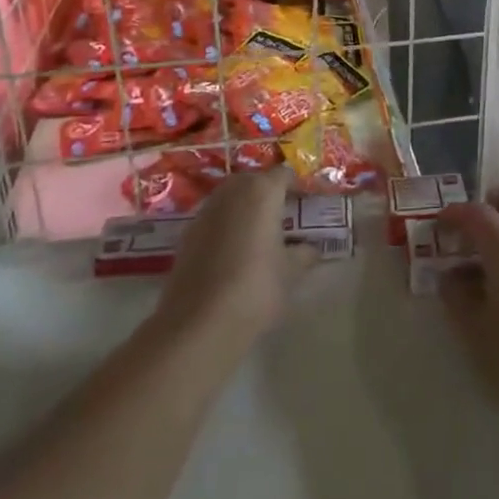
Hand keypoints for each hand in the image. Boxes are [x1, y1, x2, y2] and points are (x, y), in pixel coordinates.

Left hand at [153, 167, 315, 351]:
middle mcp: (232, 191)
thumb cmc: (255, 288)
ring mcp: (205, 211)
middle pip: (254, 181)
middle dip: (269, 193)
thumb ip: (304, 254)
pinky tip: (234, 252)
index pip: (284, 174)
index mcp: (262, 191)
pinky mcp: (187, 234)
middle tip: (284, 216)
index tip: (307, 202)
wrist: (199, 323)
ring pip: (231, 198)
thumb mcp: (290, 272)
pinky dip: (226, 226)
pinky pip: (214, 219)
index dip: (297, 186)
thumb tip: (311, 249)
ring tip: (260, 234)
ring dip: (245, 208)